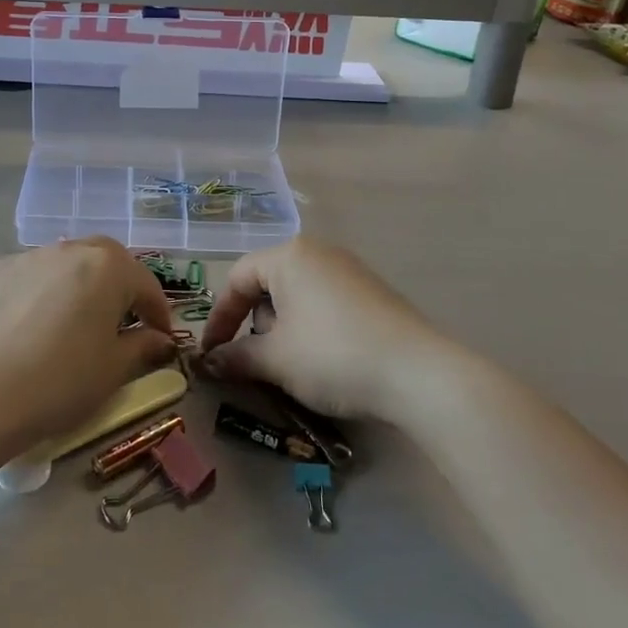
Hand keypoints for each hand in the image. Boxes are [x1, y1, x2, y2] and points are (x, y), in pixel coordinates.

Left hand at [0, 238, 177, 451]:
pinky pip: (24, 279)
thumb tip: (159, 339)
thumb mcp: (113, 370)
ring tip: (69, 323)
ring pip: (61, 266)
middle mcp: (67, 250)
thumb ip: (142, 346)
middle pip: (103, 261)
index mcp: (107, 267)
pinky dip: (34, 295)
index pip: (145, 284)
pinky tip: (25, 328)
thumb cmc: (61, 382)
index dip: (157, 312)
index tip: (161, 336)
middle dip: (117, 286)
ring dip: (74, 287)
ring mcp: (24, 258)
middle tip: (118, 320)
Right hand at [199, 237, 442, 420]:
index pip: (237, 278)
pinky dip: (311, 329)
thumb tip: (210, 362)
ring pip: (297, 297)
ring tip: (292, 367)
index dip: (219, 318)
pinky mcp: (372, 293)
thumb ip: (237, 356)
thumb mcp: (276, 359)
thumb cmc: (332, 355)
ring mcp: (350, 271)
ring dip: (283, 330)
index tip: (212, 354)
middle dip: (254, 325)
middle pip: (268, 285)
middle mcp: (319, 252)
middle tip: (256, 362)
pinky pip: (325, 304)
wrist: (418, 374)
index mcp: (289, 255)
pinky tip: (324, 361)